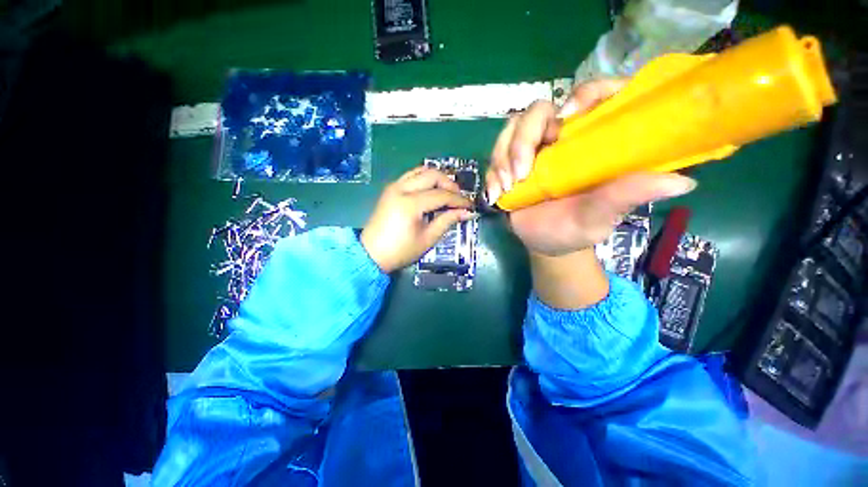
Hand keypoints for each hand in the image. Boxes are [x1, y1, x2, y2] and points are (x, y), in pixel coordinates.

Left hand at [361, 167, 474, 272]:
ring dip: (438, 178)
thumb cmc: (400, 251)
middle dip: (450, 184)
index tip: (471, 206)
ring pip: (421, 170)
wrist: (371, 254)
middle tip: (459, 198)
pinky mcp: (391, 188)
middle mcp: (401, 189)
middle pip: (432, 175)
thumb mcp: (427, 239)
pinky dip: (425, 178)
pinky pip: (412, 175)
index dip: (459, 200)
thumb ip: (447, 221)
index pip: (441, 195)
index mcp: (409, 204)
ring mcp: (394, 186)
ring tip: (448, 193)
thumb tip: (467, 212)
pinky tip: (432, 190)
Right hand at [486, 80, 696, 256]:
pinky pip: (495, 153)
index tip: (567, 120)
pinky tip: (496, 194)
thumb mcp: (601, 215)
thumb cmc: (576, 229)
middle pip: (538, 111)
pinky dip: (492, 172)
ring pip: (511, 130)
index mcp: (593, 140)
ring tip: (507, 188)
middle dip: (524, 139)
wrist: (545, 242)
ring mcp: (533, 148)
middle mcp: (561, 138)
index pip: (593, 95)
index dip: (583, 95)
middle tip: (522, 174)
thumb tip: (681, 181)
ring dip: (503, 156)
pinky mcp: (510, 162)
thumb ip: (627, 195)